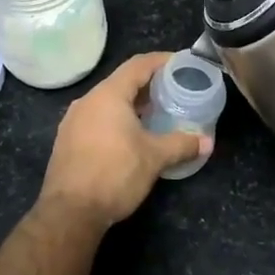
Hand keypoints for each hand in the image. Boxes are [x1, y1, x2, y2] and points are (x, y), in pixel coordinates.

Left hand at [37, 52, 208, 232]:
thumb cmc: (115, 174)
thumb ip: (182, 144)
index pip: (138, 65)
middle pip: (122, 81)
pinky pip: (97, 118)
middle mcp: (87, 101)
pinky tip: (132, 136)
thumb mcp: (155, 158)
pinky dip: (117, 119)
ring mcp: (73, 121)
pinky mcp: (67, 141)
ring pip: (108, 102)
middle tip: (175, 90)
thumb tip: (207, 142)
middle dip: (149, 84)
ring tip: (157, 113)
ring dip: (132, 103)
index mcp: (108, 95)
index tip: (182, 63)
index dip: (162, 60)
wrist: (69, 213)